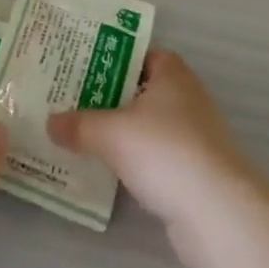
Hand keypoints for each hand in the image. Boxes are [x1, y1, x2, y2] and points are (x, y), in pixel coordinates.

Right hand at [48, 49, 262, 267]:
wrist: (218, 214)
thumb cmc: (165, 152)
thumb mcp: (111, 134)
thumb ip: (79, 126)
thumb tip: (49, 122)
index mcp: (173, 74)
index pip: (141, 53)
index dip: (114, 57)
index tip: (83, 66)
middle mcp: (188, 98)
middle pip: (143, 90)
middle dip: (112, 96)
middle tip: (74, 100)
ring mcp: (197, 137)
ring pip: (150, 126)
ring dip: (125, 132)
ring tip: (85, 135)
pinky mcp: (198, 173)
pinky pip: (159, 157)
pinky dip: (138, 161)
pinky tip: (112, 171)